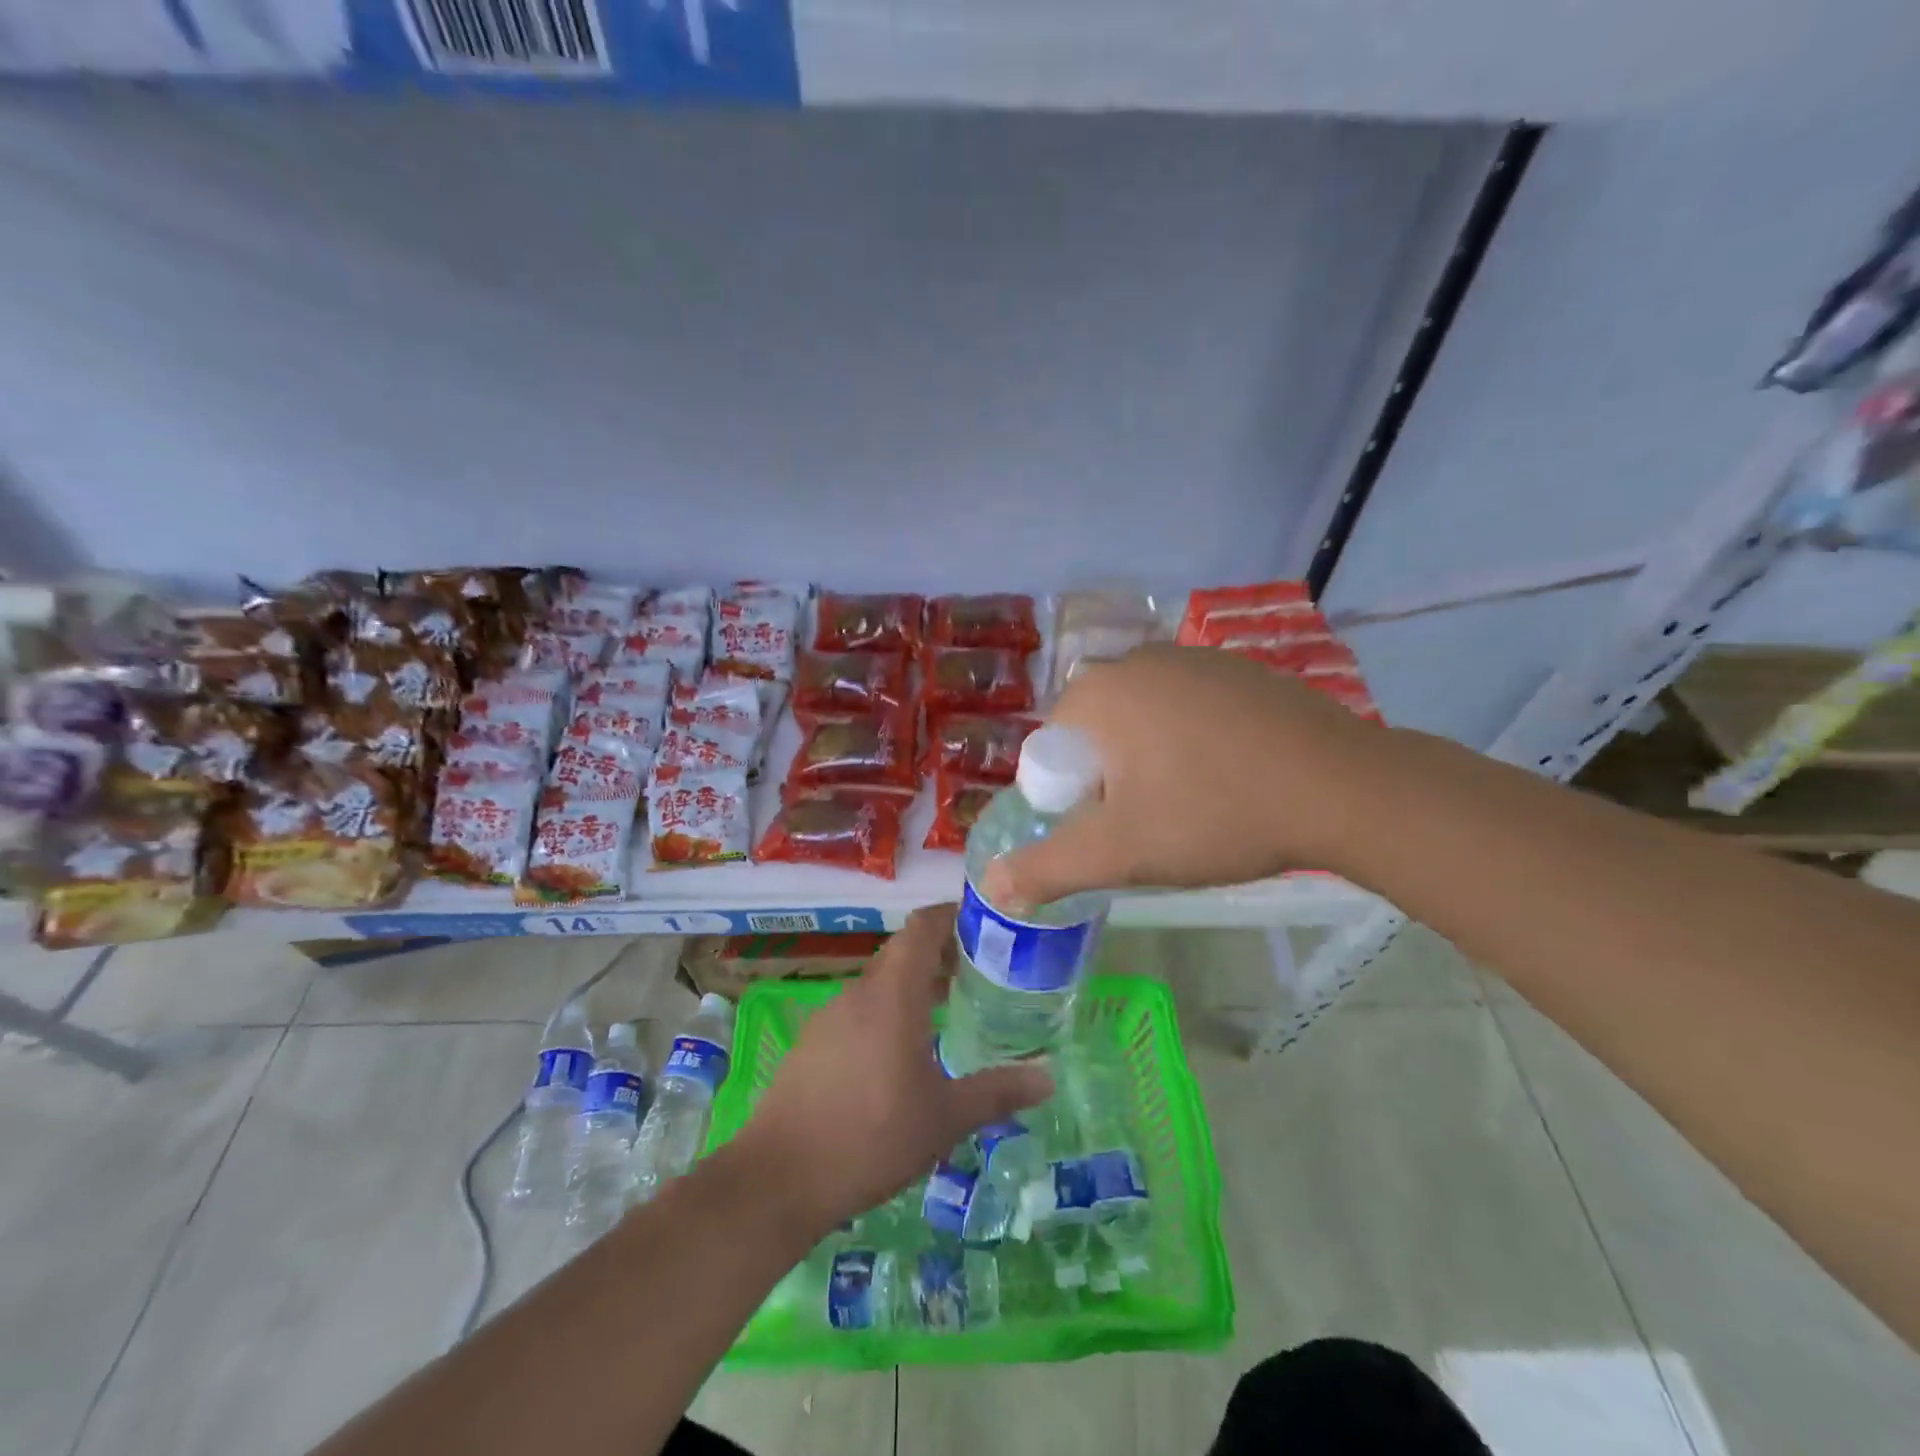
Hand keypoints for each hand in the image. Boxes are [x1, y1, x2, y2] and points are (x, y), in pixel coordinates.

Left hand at [735, 906, 1052, 1240]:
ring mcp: (829, 1016)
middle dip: (940, 954)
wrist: (779, 1179)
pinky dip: (887, 1012)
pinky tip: (902, 1053)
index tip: (985, 923)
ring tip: (949, 1010)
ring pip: (880, 983)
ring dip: (913, 986)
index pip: (922, 927)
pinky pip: (859, 1010)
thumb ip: (997, 1093)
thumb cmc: (872, 1137)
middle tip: (981, 971)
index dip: (952, 915)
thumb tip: (1047, 1079)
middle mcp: (859, 993)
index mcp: (893, 994)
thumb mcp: (945, 1119)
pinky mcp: (812, 1043)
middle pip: (903, 953)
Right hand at [982, 644, 1386, 911]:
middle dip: (1112, 779)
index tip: (1119, 829)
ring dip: (1152, 760)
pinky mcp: (1241, 669)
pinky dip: (1195, 740)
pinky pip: (1191, 709)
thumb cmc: (1214, 814)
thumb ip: (1047, 868)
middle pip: (1097, 734)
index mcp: (1099, 692)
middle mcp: (1138, 659)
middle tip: (1156, 822)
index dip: (1075, 798)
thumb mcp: (1120, 853)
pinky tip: (1233, 774)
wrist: (1342, 789)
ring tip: (1197, 802)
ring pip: (1144, 720)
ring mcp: (1195, 658)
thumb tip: (990, 884)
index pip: (1053, 750)